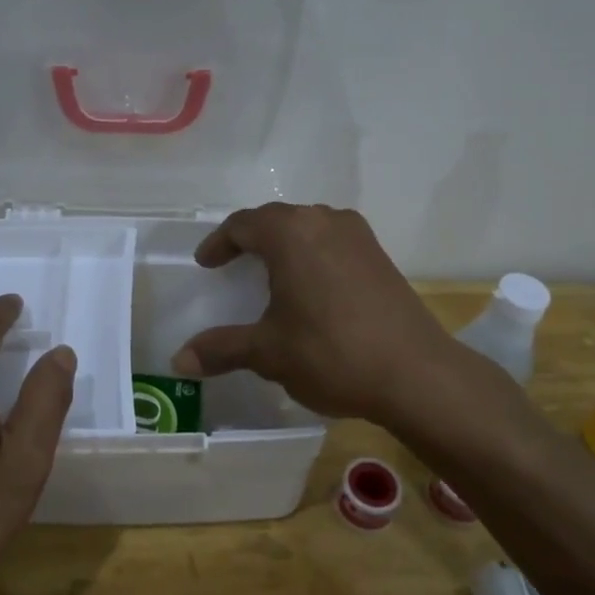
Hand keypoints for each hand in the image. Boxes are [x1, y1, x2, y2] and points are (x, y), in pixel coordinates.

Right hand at [170, 203, 454, 424]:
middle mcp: (325, 221)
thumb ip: (221, 349)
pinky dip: (312, 255)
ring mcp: (358, 236)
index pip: (243, 224)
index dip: (219, 243)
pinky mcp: (381, 256)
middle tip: (232, 264)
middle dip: (250, 239)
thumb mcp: (268, 352)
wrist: (416, 374)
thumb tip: (179, 361)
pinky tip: (312, 287)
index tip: (206, 264)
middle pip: (277, 220)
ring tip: (270, 273)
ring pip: (309, 228)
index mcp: (291, 233)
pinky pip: (333, 242)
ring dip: (285, 245)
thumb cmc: (331, 353)